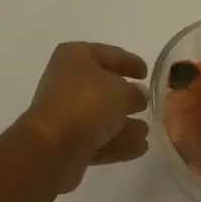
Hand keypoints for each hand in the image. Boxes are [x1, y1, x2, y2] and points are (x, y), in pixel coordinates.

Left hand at [20, 43, 151, 192]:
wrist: (53, 147)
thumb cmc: (87, 104)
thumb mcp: (121, 91)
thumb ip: (134, 92)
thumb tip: (138, 95)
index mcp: (75, 56)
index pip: (108, 54)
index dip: (129, 61)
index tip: (147, 72)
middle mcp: (67, 80)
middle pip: (102, 85)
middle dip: (126, 94)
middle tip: (147, 102)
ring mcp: (65, 111)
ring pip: (100, 114)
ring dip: (123, 122)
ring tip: (146, 130)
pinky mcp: (67, 141)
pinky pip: (97, 137)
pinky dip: (117, 141)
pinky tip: (139, 147)